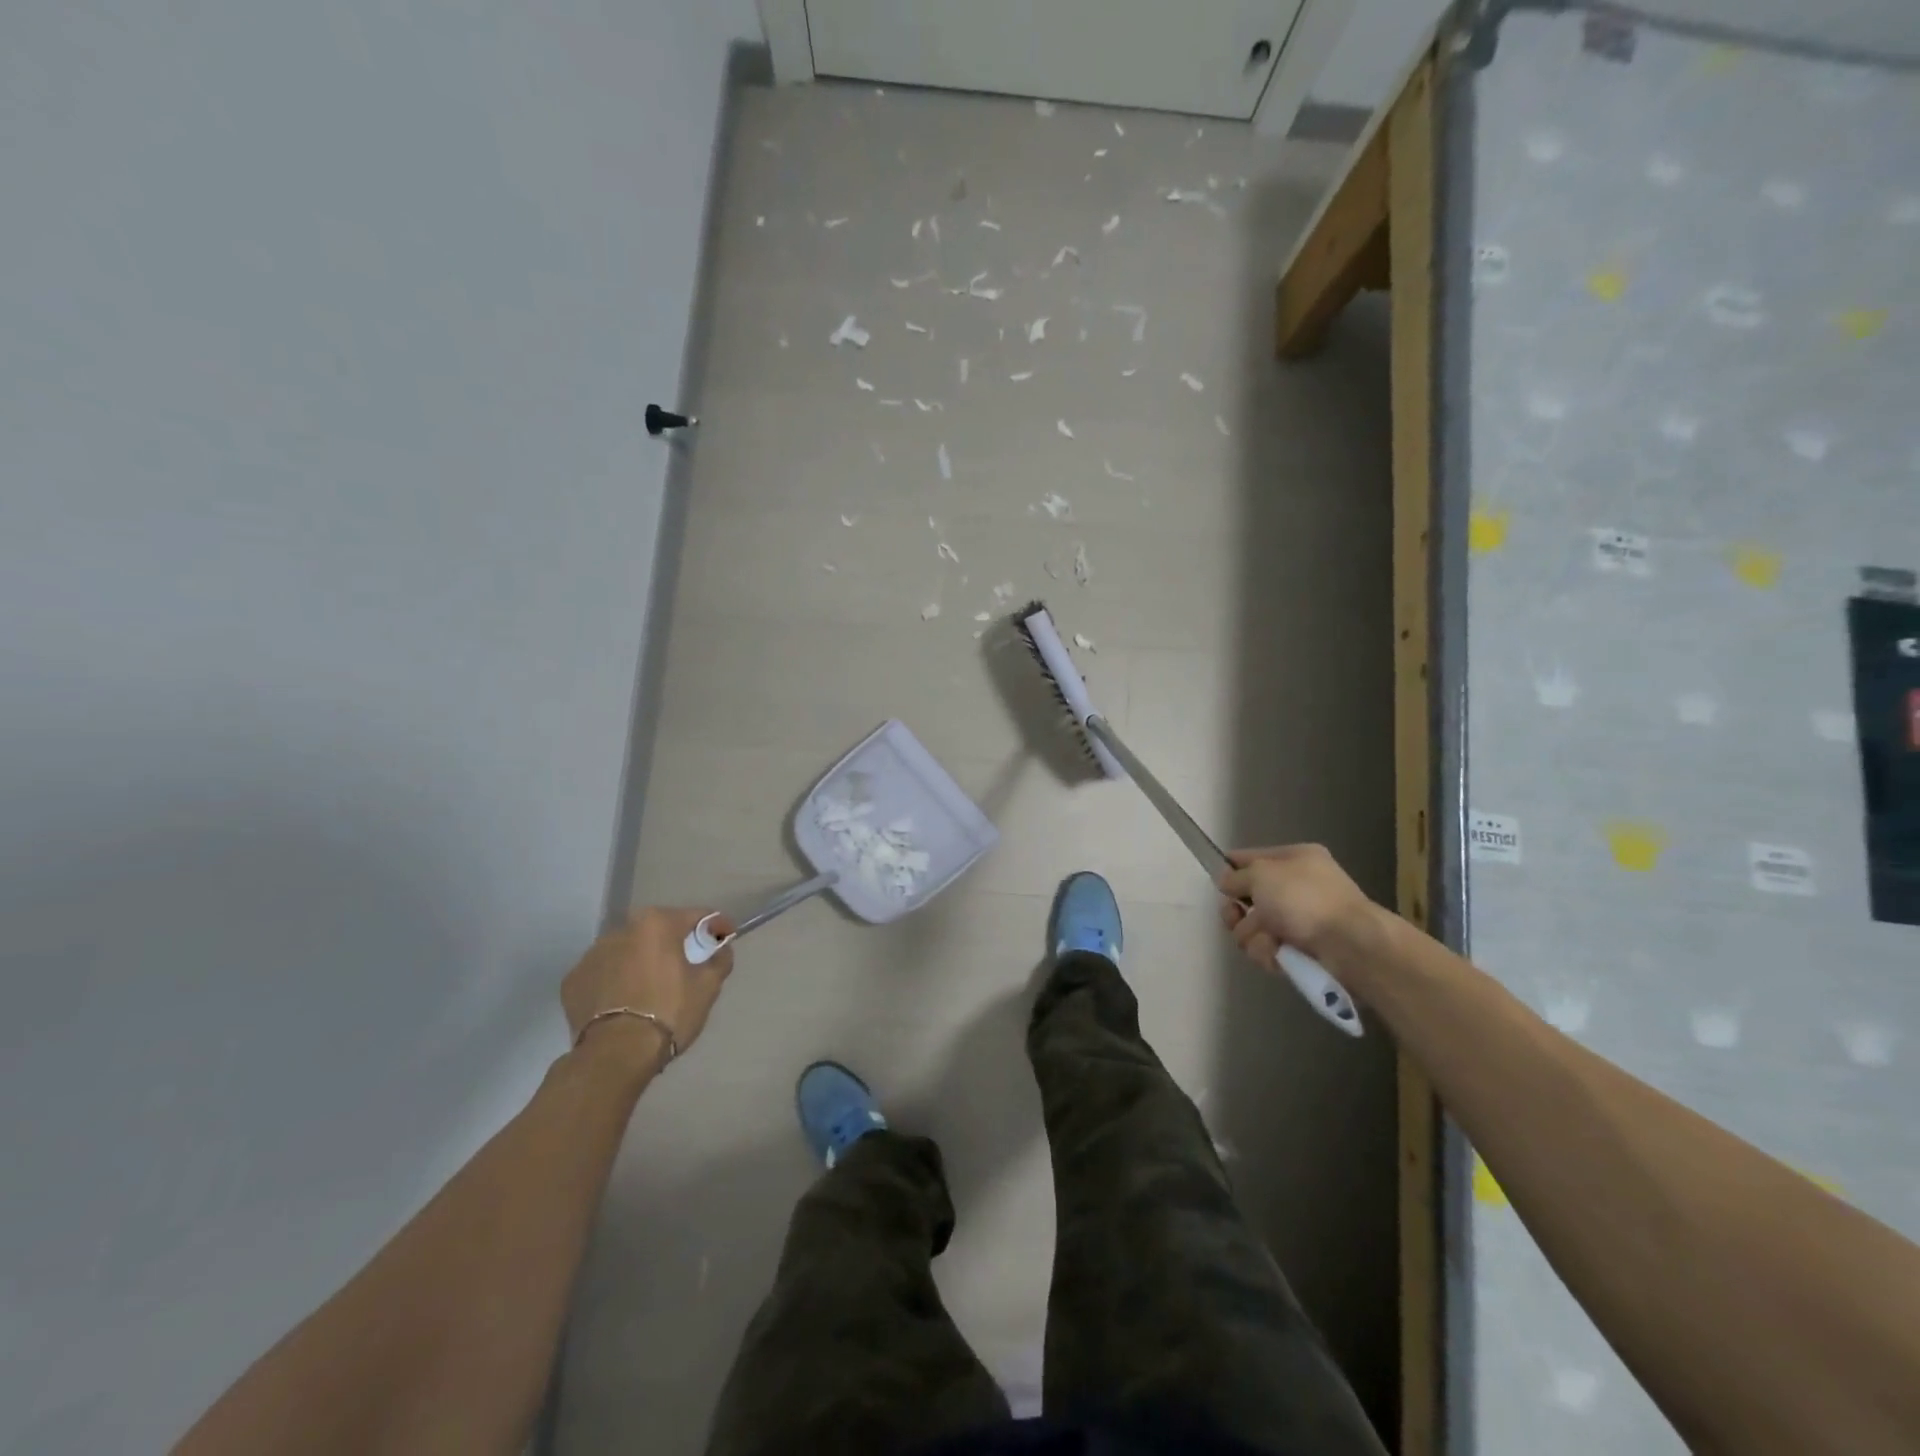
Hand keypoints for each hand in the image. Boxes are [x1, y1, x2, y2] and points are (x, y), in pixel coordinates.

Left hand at [561, 908, 734, 1069]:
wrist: (615, 1055)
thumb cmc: (668, 1012)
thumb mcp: (707, 987)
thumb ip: (719, 960)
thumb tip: (721, 949)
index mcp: (657, 924)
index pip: (695, 916)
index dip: (716, 925)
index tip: (726, 936)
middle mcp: (621, 930)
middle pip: (657, 929)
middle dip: (673, 941)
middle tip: (687, 962)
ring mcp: (591, 955)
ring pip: (626, 950)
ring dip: (641, 959)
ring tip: (651, 985)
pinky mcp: (572, 981)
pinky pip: (603, 973)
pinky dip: (615, 980)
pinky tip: (624, 1000)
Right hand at [1216, 844, 1375, 967]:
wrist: (1350, 945)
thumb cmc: (1305, 899)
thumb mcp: (1261, 874)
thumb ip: (1236, 876)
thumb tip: (1227, 882)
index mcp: (1295, 859)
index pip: (1251, 857)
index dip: (1231, 869)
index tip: (1217, 883)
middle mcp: (1298, 887)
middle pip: (1248, 899)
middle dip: (1238, 912)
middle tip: (1236, 916)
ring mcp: (1301, 920)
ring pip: (1254, 928)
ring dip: (1254, 936)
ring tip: (1270, 940)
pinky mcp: (1303, 950)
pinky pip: (1269, 950)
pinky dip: (1270, 953)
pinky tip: (1280, 955)